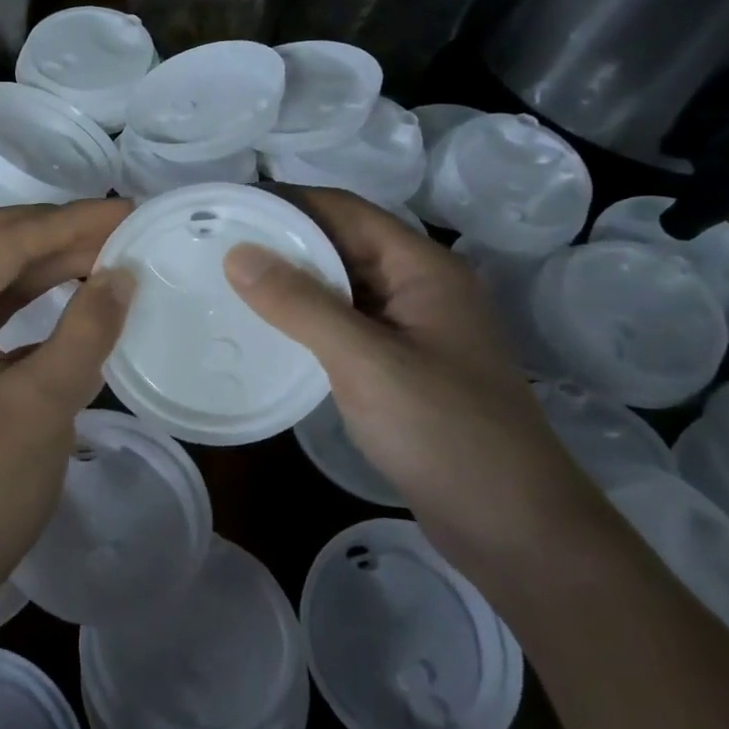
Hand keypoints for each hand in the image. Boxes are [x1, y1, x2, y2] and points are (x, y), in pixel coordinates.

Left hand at [0, 200, 135, 641]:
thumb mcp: (44, 406)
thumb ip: (86, 330)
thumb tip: (122, 274)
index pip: (6, 241)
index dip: (71, 222)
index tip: (128, 211)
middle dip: (49, 228)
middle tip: (112, 228)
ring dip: (37, 260)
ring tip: (98, 254)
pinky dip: (23, 297)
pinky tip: (65, 299)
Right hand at [223, 188, 597, 567]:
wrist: (513, 528)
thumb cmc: (445, 431)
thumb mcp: (366, 361)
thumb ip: (301, 305)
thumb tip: (237, 254)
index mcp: (423, 269)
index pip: (346, 211)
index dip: (289, 201)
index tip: (230, 205)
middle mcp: (419, 289)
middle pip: (344, 244)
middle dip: (284, 240)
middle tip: (216, 244)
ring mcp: (412, 331)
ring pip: (342, 288)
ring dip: (293, 281)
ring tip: (227, 280)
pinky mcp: (400, 368)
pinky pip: (345, 326)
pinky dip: (306, 320)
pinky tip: (267, 330)